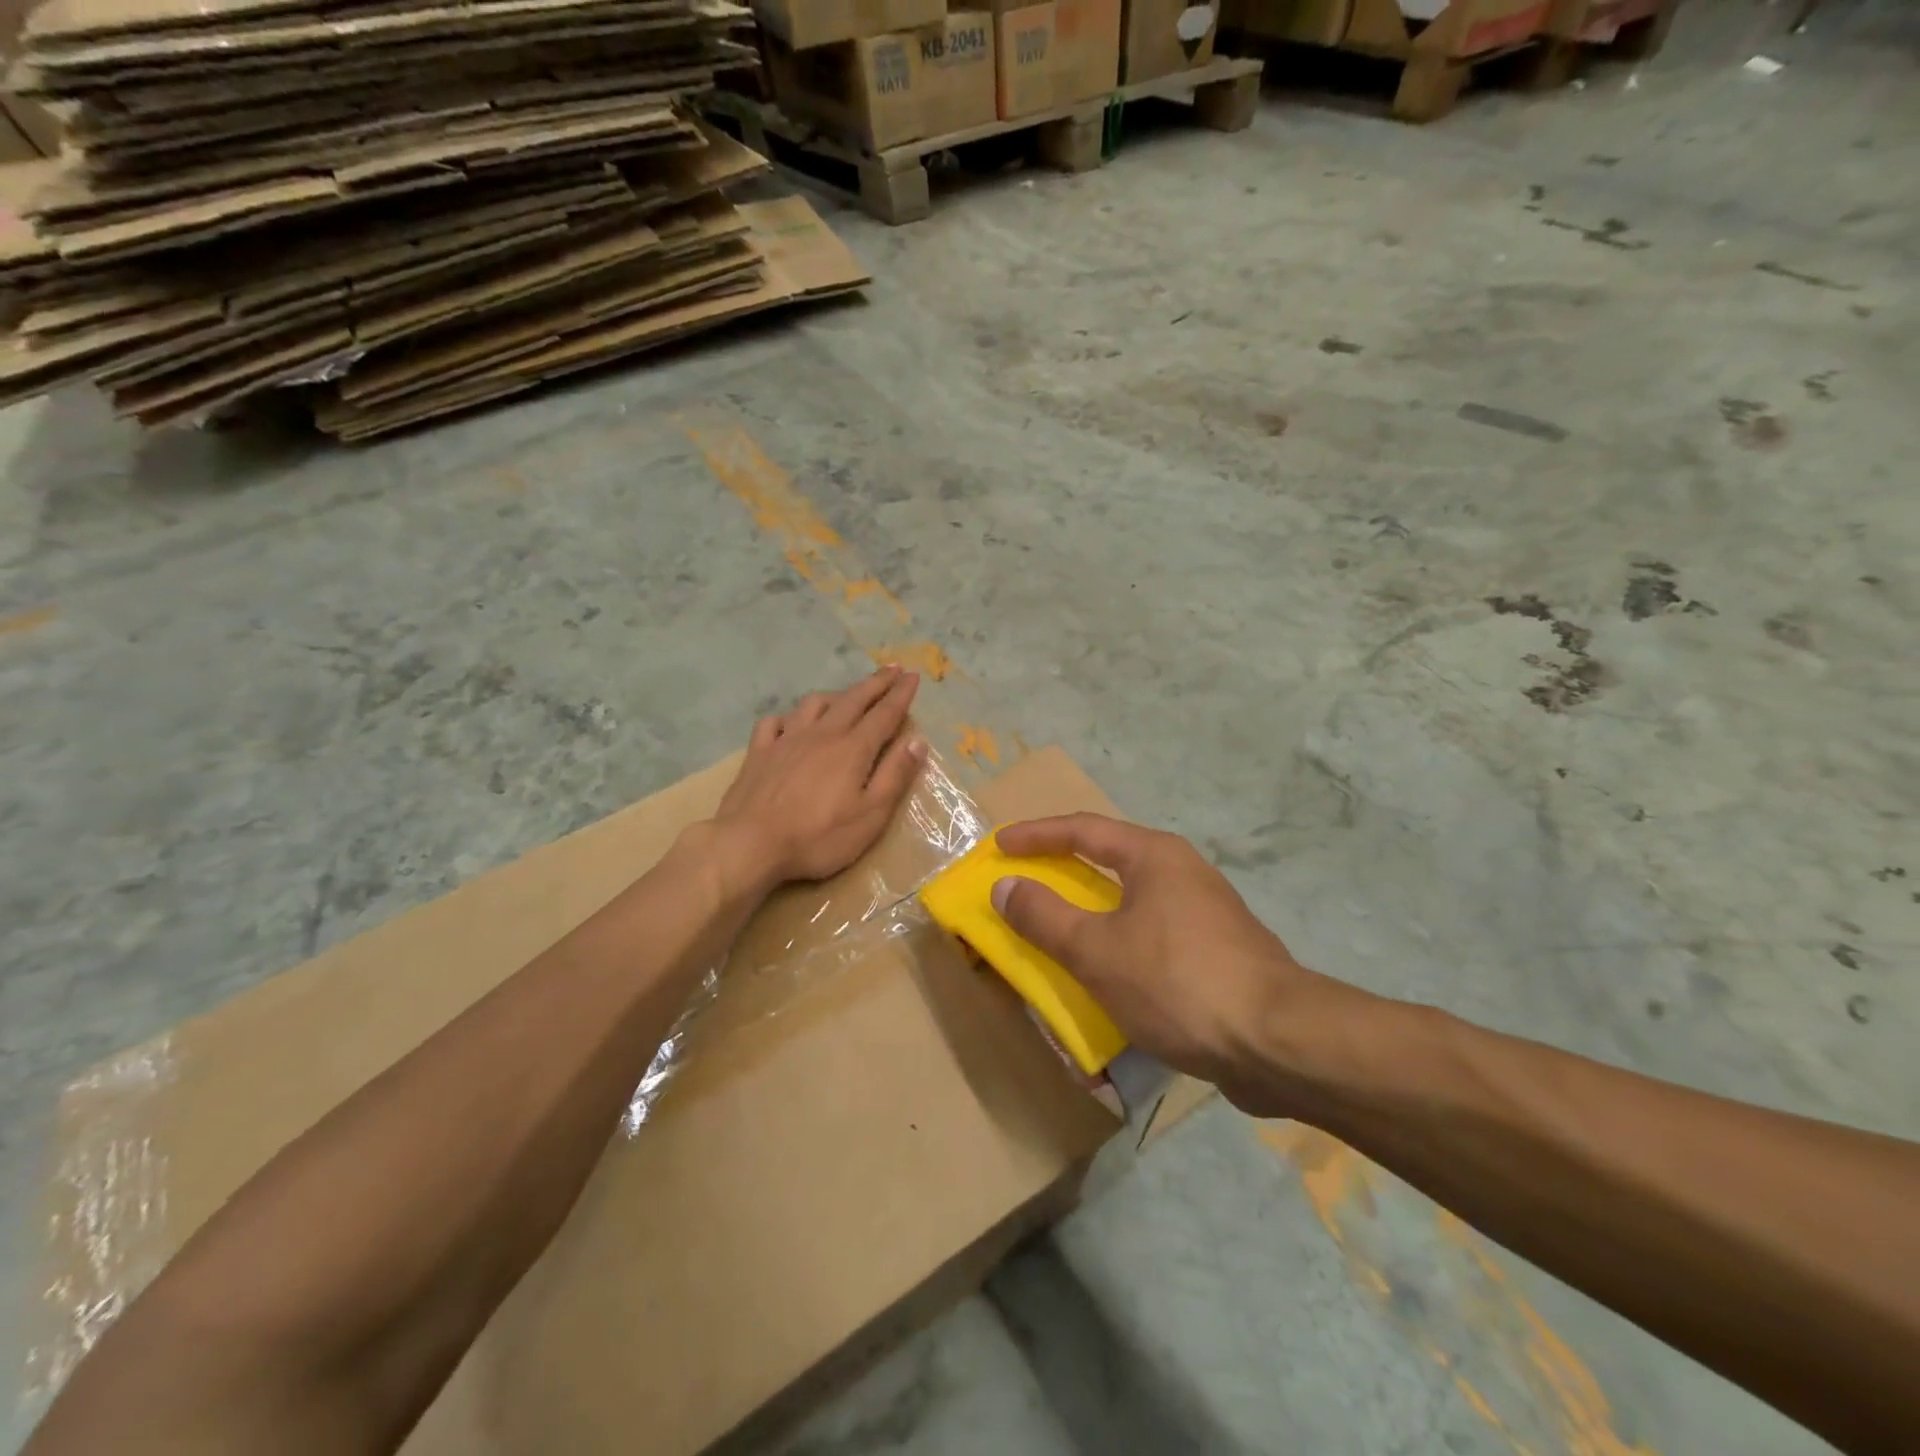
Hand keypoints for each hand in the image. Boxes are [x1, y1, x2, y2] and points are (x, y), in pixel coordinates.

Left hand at [714, 667, 926, 888]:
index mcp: (853, 748)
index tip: (913, 675)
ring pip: (814, 704)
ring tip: (846, 695)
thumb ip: (895, 775)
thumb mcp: (871, 815)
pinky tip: (792, 722)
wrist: (750, 844)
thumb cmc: (819, 837)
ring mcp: (787, 739)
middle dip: (876, 683)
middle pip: (853, 700)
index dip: (901, 694)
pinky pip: (775, 721)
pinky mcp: (759, 752)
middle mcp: (822, 734)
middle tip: (892, 668)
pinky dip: (789, 717)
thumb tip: (917, 741)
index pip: (884, 714)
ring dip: (836, 695)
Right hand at [990, 814, 1369, 1116]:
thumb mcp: (1096, 950)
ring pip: (1133, 899)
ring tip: (1060, 927)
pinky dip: (1119, 941)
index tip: (1000, 845)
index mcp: (1154, 856)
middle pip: (1110, 858)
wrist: (1278, 1043)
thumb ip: (1044, 916)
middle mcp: (1183, 872)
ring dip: (1092, 909)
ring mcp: (1206, 912)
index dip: (1036, 835)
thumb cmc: (1177, 982)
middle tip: (1027, 880)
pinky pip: (1152, 933)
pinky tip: (1110, 972)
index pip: (1083, 829)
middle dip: (1064, 868)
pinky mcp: (1219, 952)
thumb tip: (1006, 886)